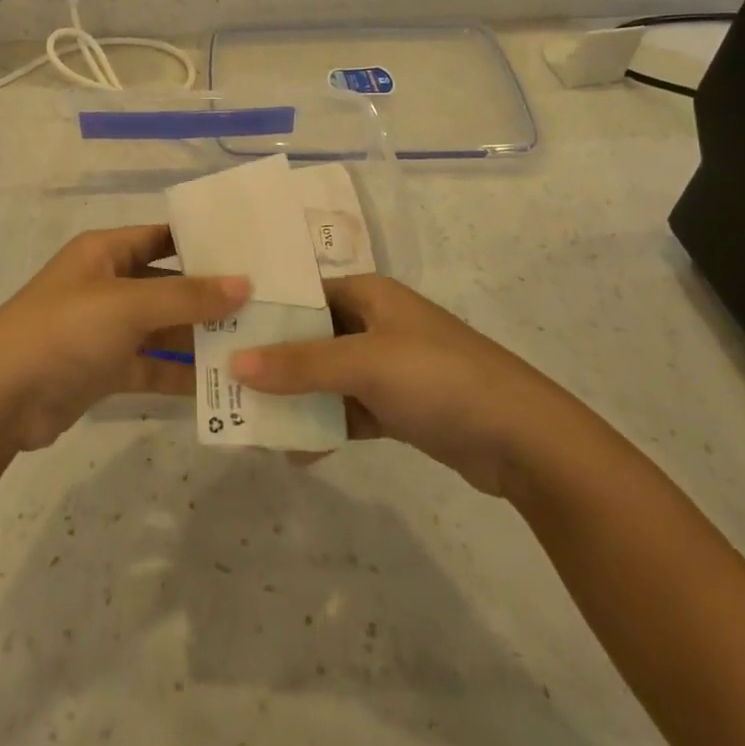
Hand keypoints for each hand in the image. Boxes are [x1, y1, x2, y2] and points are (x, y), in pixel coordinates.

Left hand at [0, 226, 249, 451]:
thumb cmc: (64, 331)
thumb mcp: (128, 305)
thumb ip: (187, 296)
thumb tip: (243, 284)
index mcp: (105, 252)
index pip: (163, 236)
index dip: (203, 242)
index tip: (252, 252)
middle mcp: (107, 284)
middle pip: (168, 283)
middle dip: (210, 295)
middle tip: (266, 303)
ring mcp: (106, 329)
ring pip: (163, 327)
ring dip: (200, 337)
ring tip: (254, 345)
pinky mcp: (105, 369)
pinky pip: (152, 365)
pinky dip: (180, 372)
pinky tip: (221, 384)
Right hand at [228, 274, 585, 496]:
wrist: (523, 440)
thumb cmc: (439, 379)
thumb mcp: (365, 364)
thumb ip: (300, 363)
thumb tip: (235, 364)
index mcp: (369, 295)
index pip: (302, 294)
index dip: (263, 312)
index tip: (220, 333)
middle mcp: (375, 323)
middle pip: (310, 337)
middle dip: (272, 362)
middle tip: (226, 384)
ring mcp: (388, 367)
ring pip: (326, 377)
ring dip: (296, 398)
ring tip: (253, 421)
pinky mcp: (398, 406)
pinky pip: (347, 410)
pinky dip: (325, 426)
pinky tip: (297, 451)